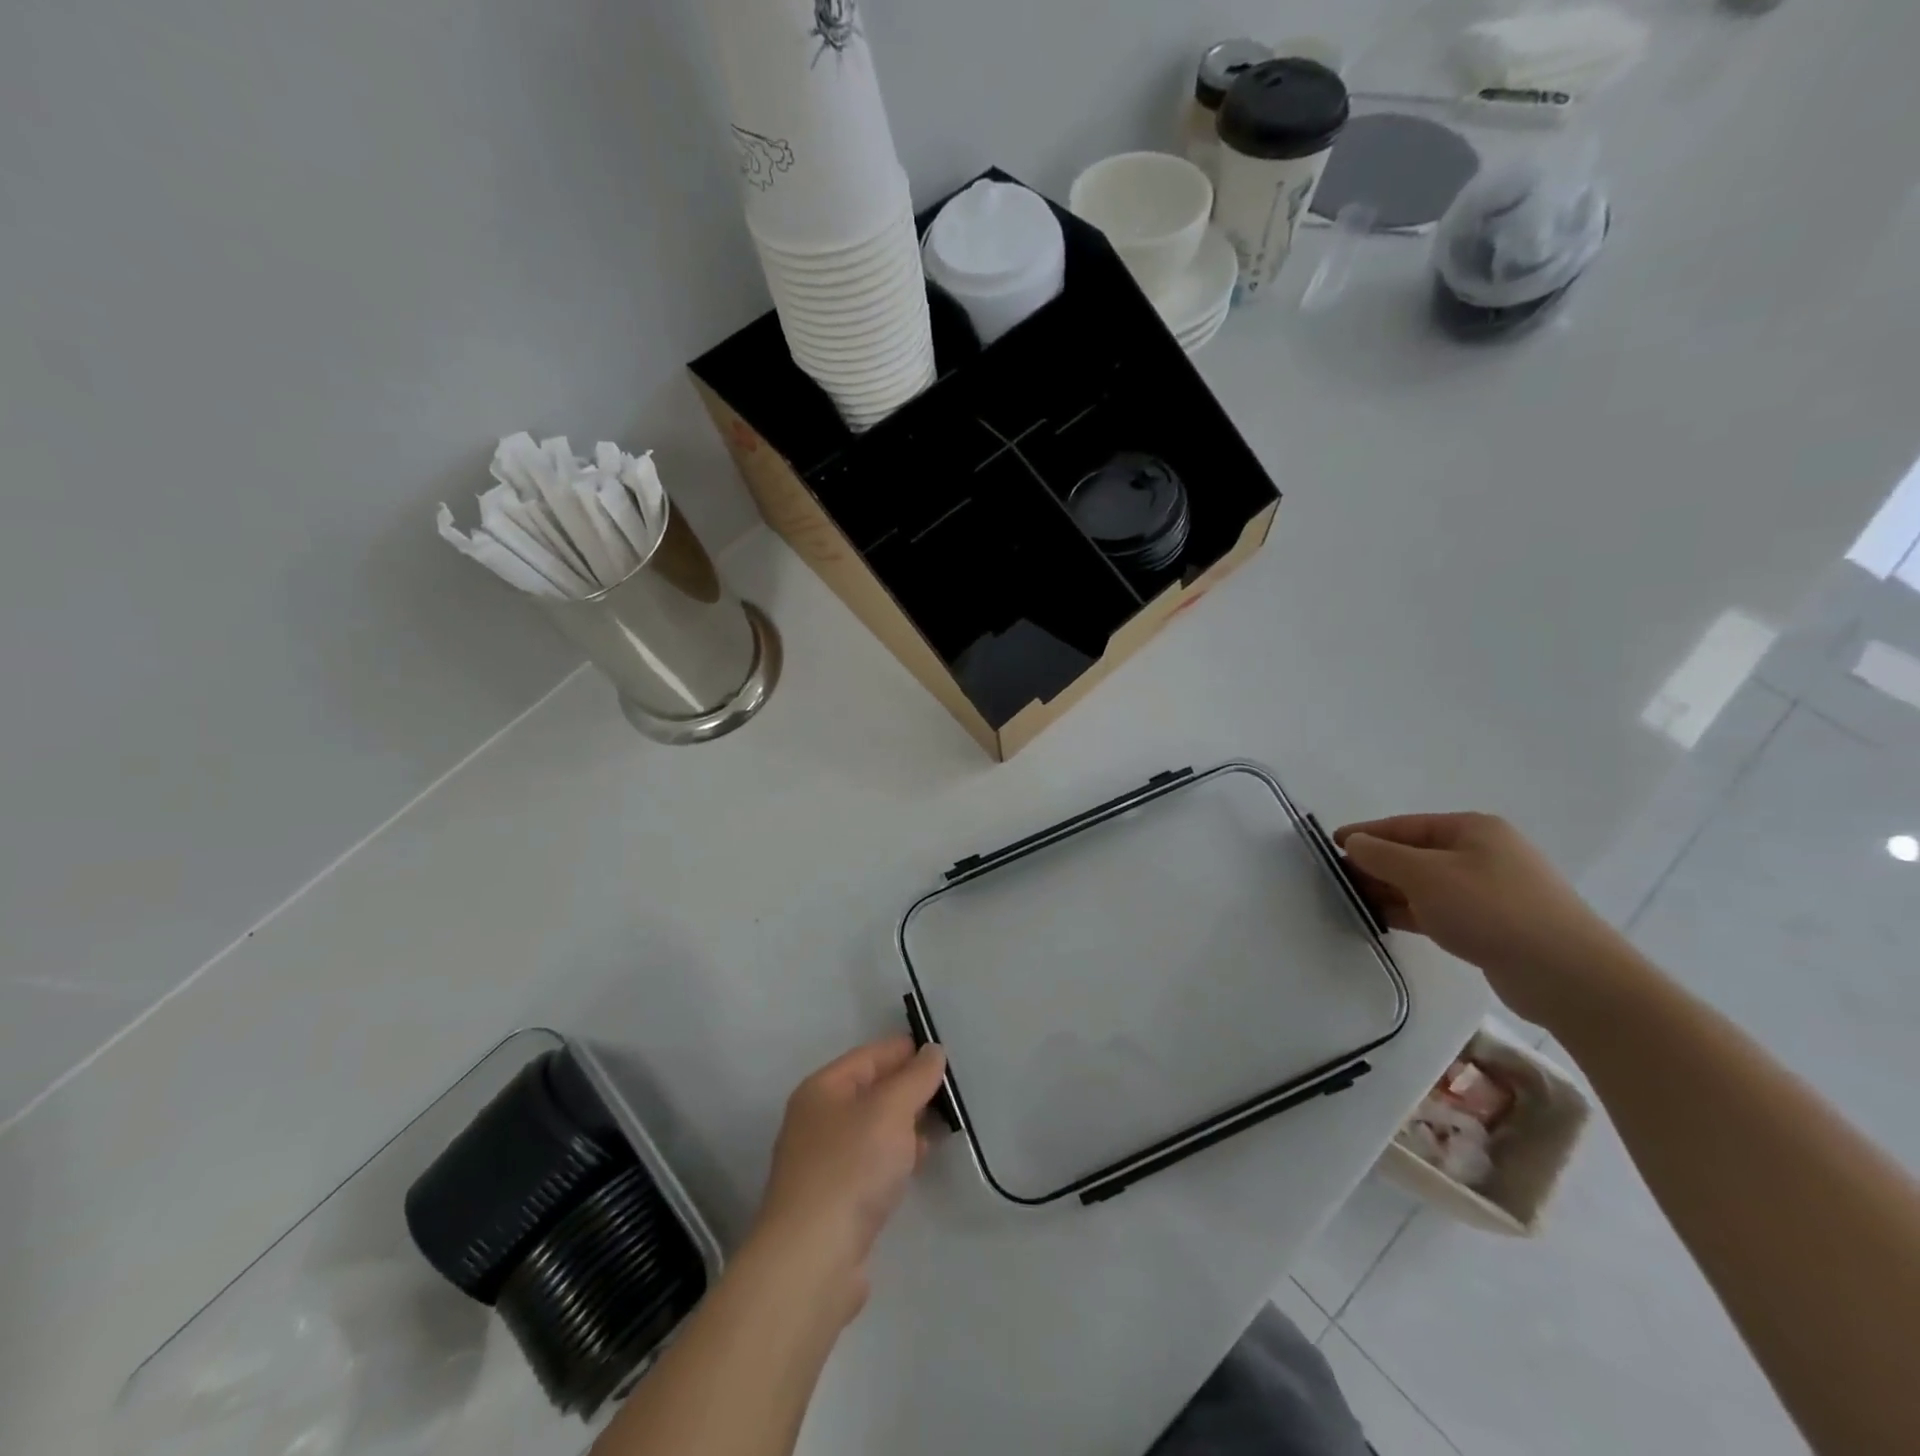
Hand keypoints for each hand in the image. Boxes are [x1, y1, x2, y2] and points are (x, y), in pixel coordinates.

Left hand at [749, 1035, 948, 1319]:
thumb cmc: (850, 1168)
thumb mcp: (891, 1110)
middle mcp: (817, 1120)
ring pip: (873, 1129)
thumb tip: (933, 1051)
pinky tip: (916, 1164)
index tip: (942, 1053)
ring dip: (905, 1125)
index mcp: (822, 1089)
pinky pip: (871, 1162)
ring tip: (941, 1125)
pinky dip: (895, 1157)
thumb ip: (915, 1077)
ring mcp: (823, 1162)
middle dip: (908, 1089)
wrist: (812, 1260)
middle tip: (950, 1091)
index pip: (869, 1056)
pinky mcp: (834, 1200)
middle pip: (870, 1091)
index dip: (905, 1051)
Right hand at [1334, 812, 1632, 1027]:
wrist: (1567, 975)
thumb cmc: (1490, 910)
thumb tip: (1353, 843)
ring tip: (1354, 904)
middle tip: (1337, 881)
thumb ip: (1381, 855)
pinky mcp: (1494, 923)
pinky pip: (1441, 909)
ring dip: (1391, 891)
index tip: (1329, 847)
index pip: (1403, 825)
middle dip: (1375, 865)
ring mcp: (1491, 889)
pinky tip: (1387, 922)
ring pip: (1426, 884)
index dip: (1364, 834)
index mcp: (1472, 829)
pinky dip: (1412, 912)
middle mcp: (1483, 852)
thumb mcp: (1424, 875)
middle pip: (1415, 853)